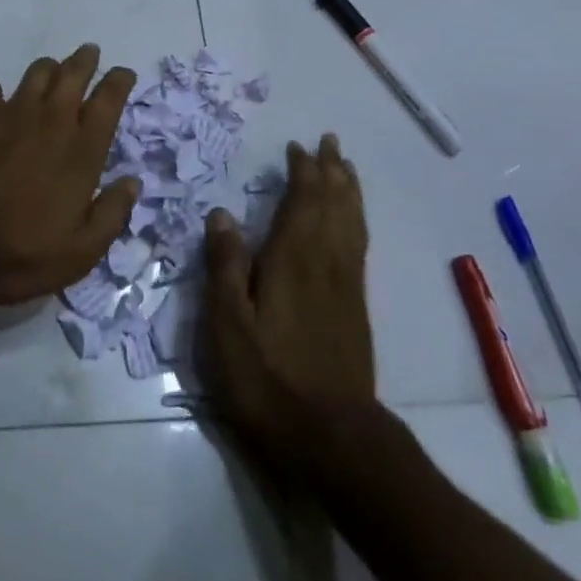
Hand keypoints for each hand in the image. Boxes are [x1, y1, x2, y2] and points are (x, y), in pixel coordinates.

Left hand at [0, 44, 140, 305]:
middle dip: (86, 60)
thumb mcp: (80, 252)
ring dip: (49, 69)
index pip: (109, 101)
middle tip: (90, 53)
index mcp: (82, 150)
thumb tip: (132, 183)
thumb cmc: (21, 252)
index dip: (119, 82)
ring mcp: (12, 113)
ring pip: (37, 73)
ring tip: (52, 71)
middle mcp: (52, 120)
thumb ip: (112, 215)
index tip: (123, 73)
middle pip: (74, 74)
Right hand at [201, 134, 377, 474]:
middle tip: (329, 142)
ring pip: (352, 223)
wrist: (332, 438)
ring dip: (349, 191)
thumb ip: (225, 267)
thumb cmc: (268, 380)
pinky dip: (357, 221)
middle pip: (334, 204)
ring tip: (346, 168)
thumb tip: (221, 214)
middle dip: (331, 171)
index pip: (303, 201)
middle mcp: (325, 262)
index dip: (303, 171)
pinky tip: (352, 223)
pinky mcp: (356, 308)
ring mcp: (346, 286)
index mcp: (293, 259)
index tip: (299, 147)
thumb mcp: (228, 326)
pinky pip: (359, 247)